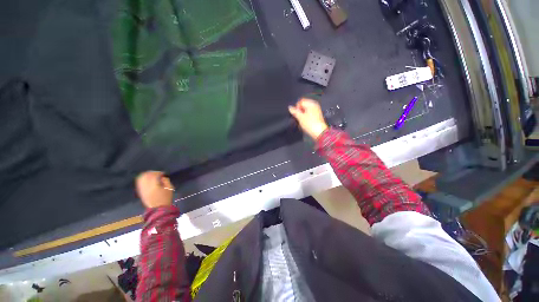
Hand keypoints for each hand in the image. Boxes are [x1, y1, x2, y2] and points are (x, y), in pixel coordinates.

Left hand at [136, 171, 174, 207]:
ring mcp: (142, 189)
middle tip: (157, 174)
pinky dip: (143, 179)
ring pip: (141, 178)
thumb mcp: (169, 188)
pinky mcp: (140, 192)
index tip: (163, 174)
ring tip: (152, 176)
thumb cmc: (165, 198)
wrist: (158, 208)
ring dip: (146, 175)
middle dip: (152, 173)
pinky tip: (148, 180)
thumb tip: (162, 177)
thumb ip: (166, 181)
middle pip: (146, 175)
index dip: (159, 173)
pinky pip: (139, 183)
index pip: (154, 175)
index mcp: (154, 185)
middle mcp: (146, 186)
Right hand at [289, 98, 328, 139]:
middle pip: (303, 106)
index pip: (300, 102)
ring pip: (306, 110)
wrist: (319, 132)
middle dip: (300, 111)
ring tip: (303, 121)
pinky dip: (306, 117)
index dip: (297, 107)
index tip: (296, 114)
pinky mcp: (317, 116)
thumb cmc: (312, 125)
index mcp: (311, 104)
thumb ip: (294, 111)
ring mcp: (316, 111)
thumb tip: (290, 108)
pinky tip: (306, 122)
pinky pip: (309, 114)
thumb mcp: (300, 117)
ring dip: (302, 115)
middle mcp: (314, 106)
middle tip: (299, 118)